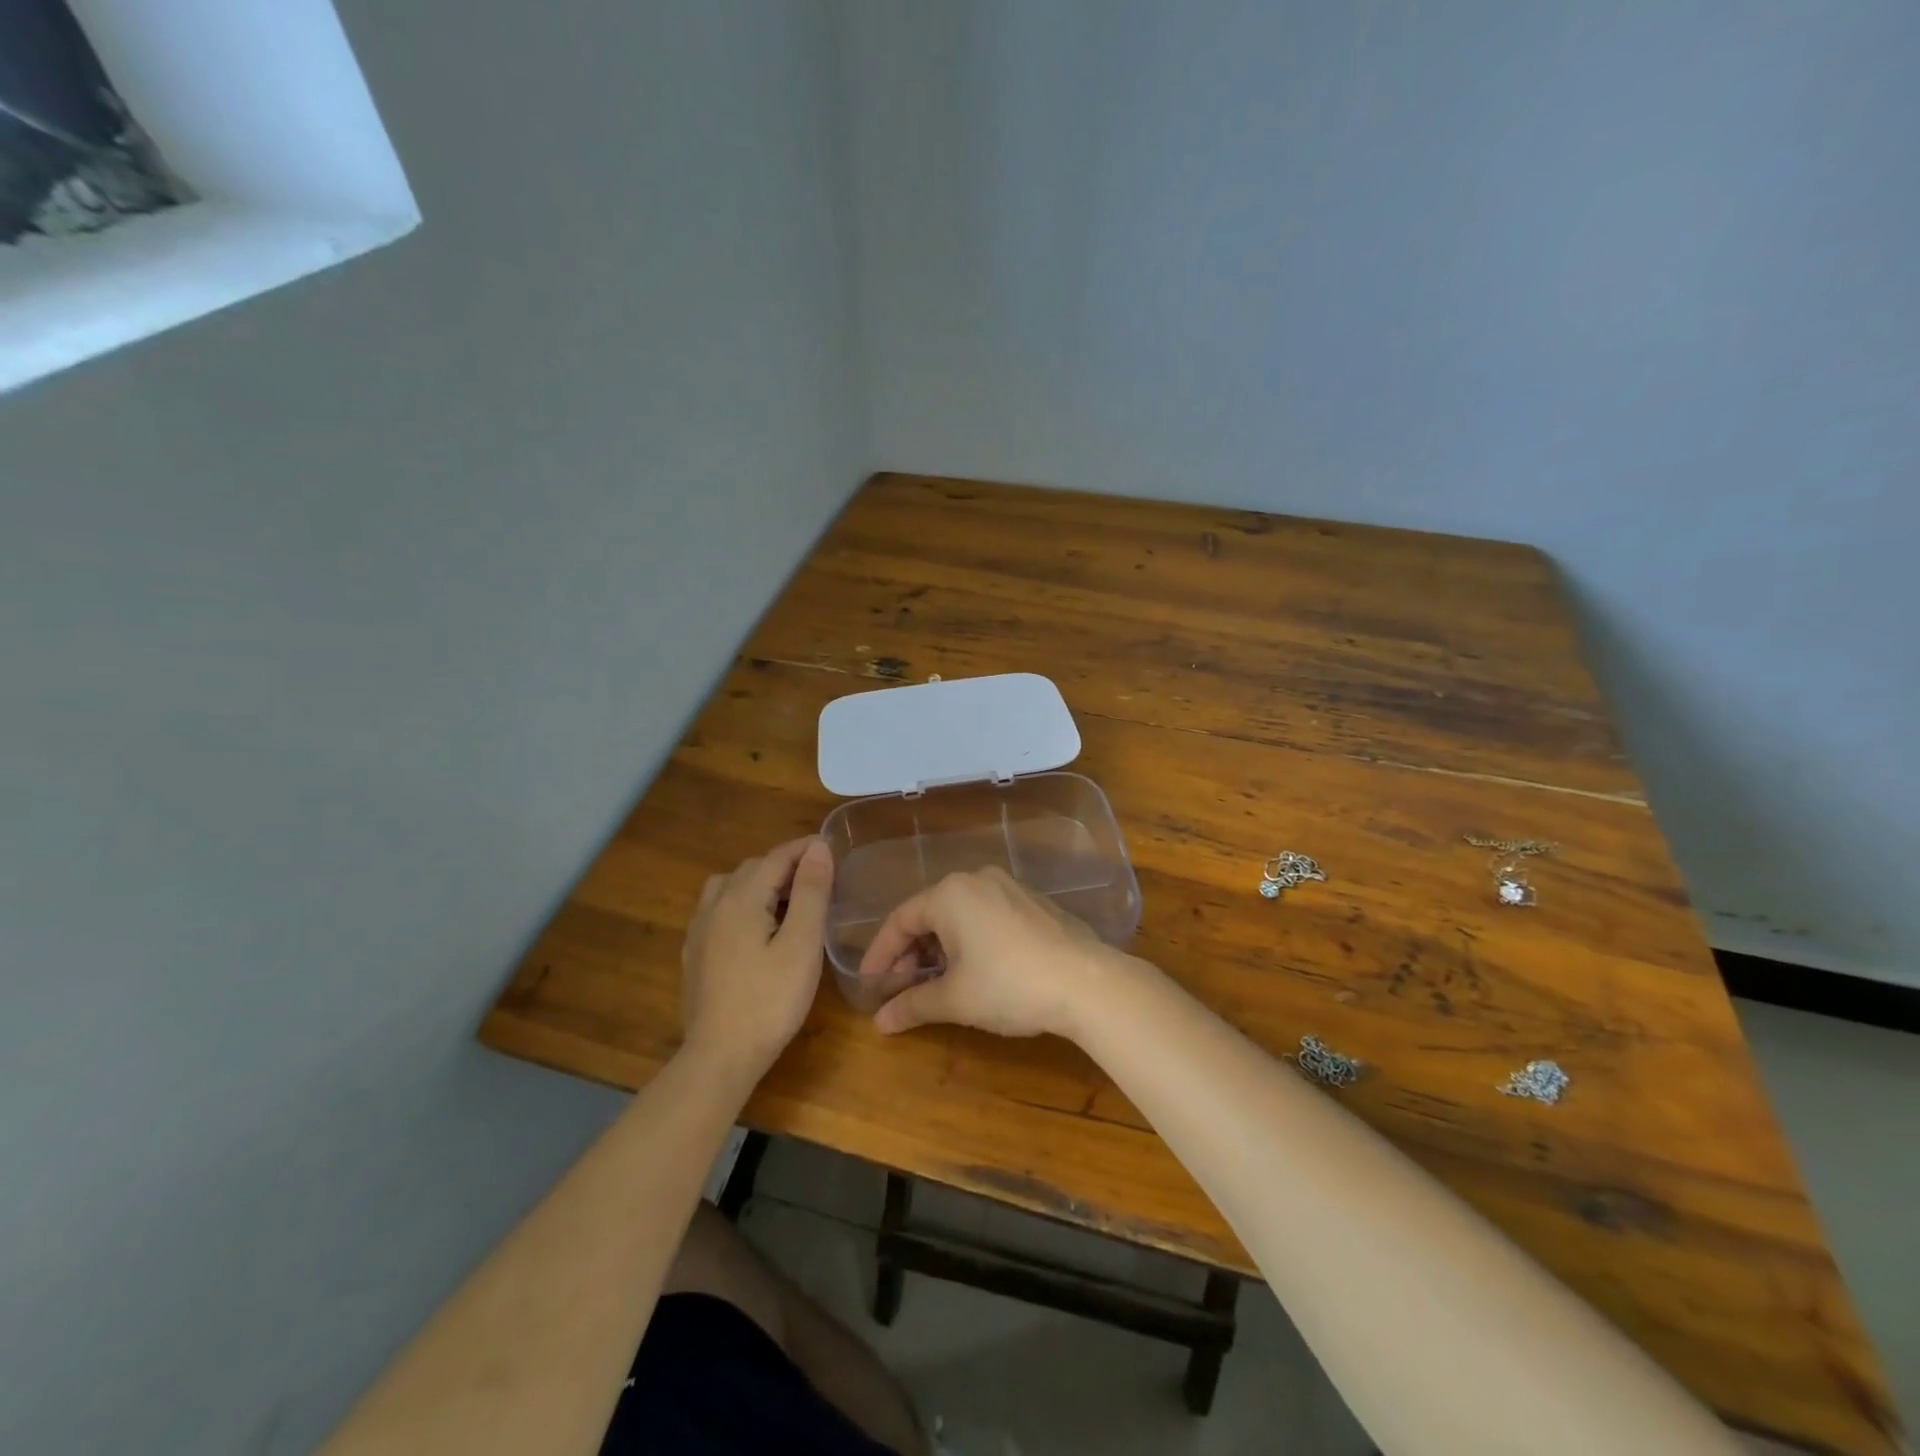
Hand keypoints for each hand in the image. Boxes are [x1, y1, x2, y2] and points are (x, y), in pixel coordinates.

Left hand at [680, 837, 834, 1079]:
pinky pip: (718, 911)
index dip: (805, 849)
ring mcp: (699, 931)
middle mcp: (714, 906)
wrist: (720, 1056)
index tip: (831, 847)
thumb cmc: (770, 999)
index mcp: (741, 898)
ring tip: (786, 900)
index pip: (776, 857)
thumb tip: (817, 848)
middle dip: (784, 865)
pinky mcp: (695, 955)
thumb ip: (810, 892)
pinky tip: (755, 929)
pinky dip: (741, 904)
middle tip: (818, 878)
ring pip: (729, 887)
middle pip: (751, 869)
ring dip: (759, 883)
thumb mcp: (801, 943)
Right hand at [858, 866, 1134, 1038]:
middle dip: (911, 954)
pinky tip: (973, 971)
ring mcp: (1009, 888)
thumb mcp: (955, 999)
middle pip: (929, 914)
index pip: (900, 920)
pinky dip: (969, 942)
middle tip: (901, 990)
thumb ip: (913, 1005)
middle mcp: (977, 880)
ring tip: (935, 985)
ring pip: (959, 916)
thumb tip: (880, 1022)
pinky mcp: (1033, 903)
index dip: (879, 955)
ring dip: (940, 949)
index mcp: (950, 893)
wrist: (1086, 983)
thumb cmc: (1009, 985)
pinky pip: (986, 917)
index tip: (868, 985)